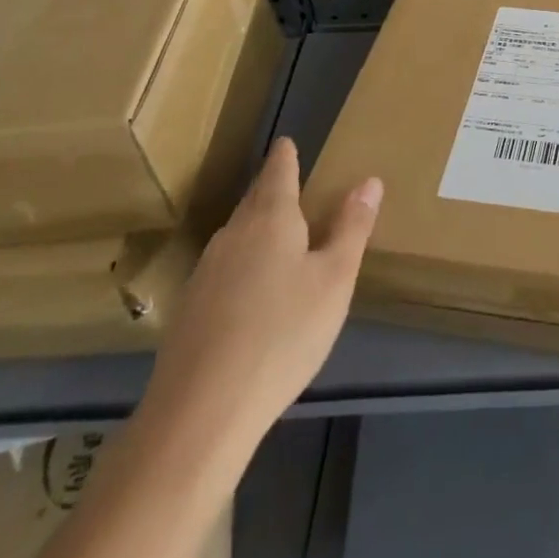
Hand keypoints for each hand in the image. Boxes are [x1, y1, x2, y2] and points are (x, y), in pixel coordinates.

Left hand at [138, 137, 381, 459]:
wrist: (199, 414)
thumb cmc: (282, 334)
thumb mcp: (334, 279)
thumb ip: (352, 228)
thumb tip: (369, 180)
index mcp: (270, 219)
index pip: (278, 172)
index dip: (286, 156)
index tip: (288, 142)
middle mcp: (232, 235)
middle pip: (254, 201)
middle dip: (272, 189)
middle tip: (290, 183)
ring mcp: (205, 273)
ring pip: (237, 236)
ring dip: (257, 227)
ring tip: (278, 233)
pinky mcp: (189, 311)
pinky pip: (224, 269)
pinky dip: (242, 264)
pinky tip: (252, 291)